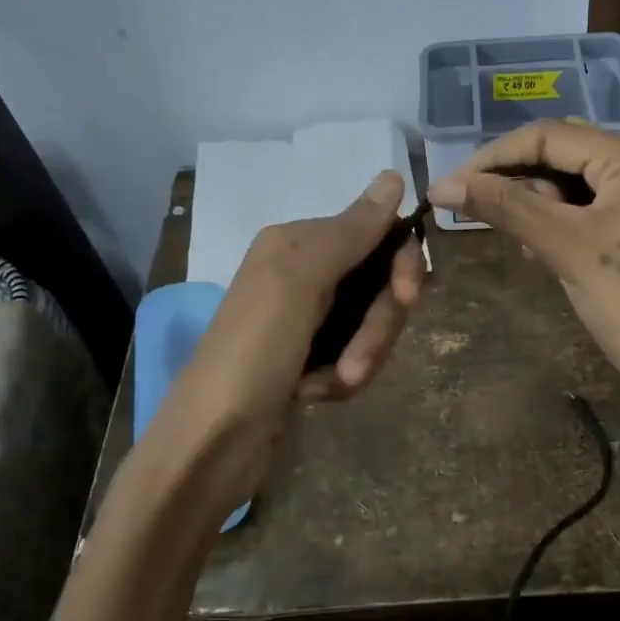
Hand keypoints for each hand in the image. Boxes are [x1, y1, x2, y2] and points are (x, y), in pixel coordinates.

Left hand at [152, 170, 425, 512]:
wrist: (210, 445)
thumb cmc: (252, 353)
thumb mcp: (299, 282)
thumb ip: (349, 231)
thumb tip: (393, 175)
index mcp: (297, 244)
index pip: (377, 234)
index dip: (401, 265)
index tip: (410, 297)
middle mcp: (302, 273)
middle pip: (379, 285)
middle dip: (377, 327)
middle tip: (354, 364)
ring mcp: (306, 319)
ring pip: (372, 325)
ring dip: (360, 358)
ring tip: (330, 387)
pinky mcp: (308, 359)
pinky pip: (354, 356)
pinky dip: (342, 379)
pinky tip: (315, 396)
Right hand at [428, 122, 619, 433]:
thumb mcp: (566, 248)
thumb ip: (505, 207)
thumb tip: (440, 185)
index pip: (550, 136)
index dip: (494, 157)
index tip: (451, 185)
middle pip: (564, 154)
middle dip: (518, 180)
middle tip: (477, 211)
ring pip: (576, 184)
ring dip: (538, 204)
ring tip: (517, 240)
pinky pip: (592, 211)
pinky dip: (561, 223)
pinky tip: (540, 250)